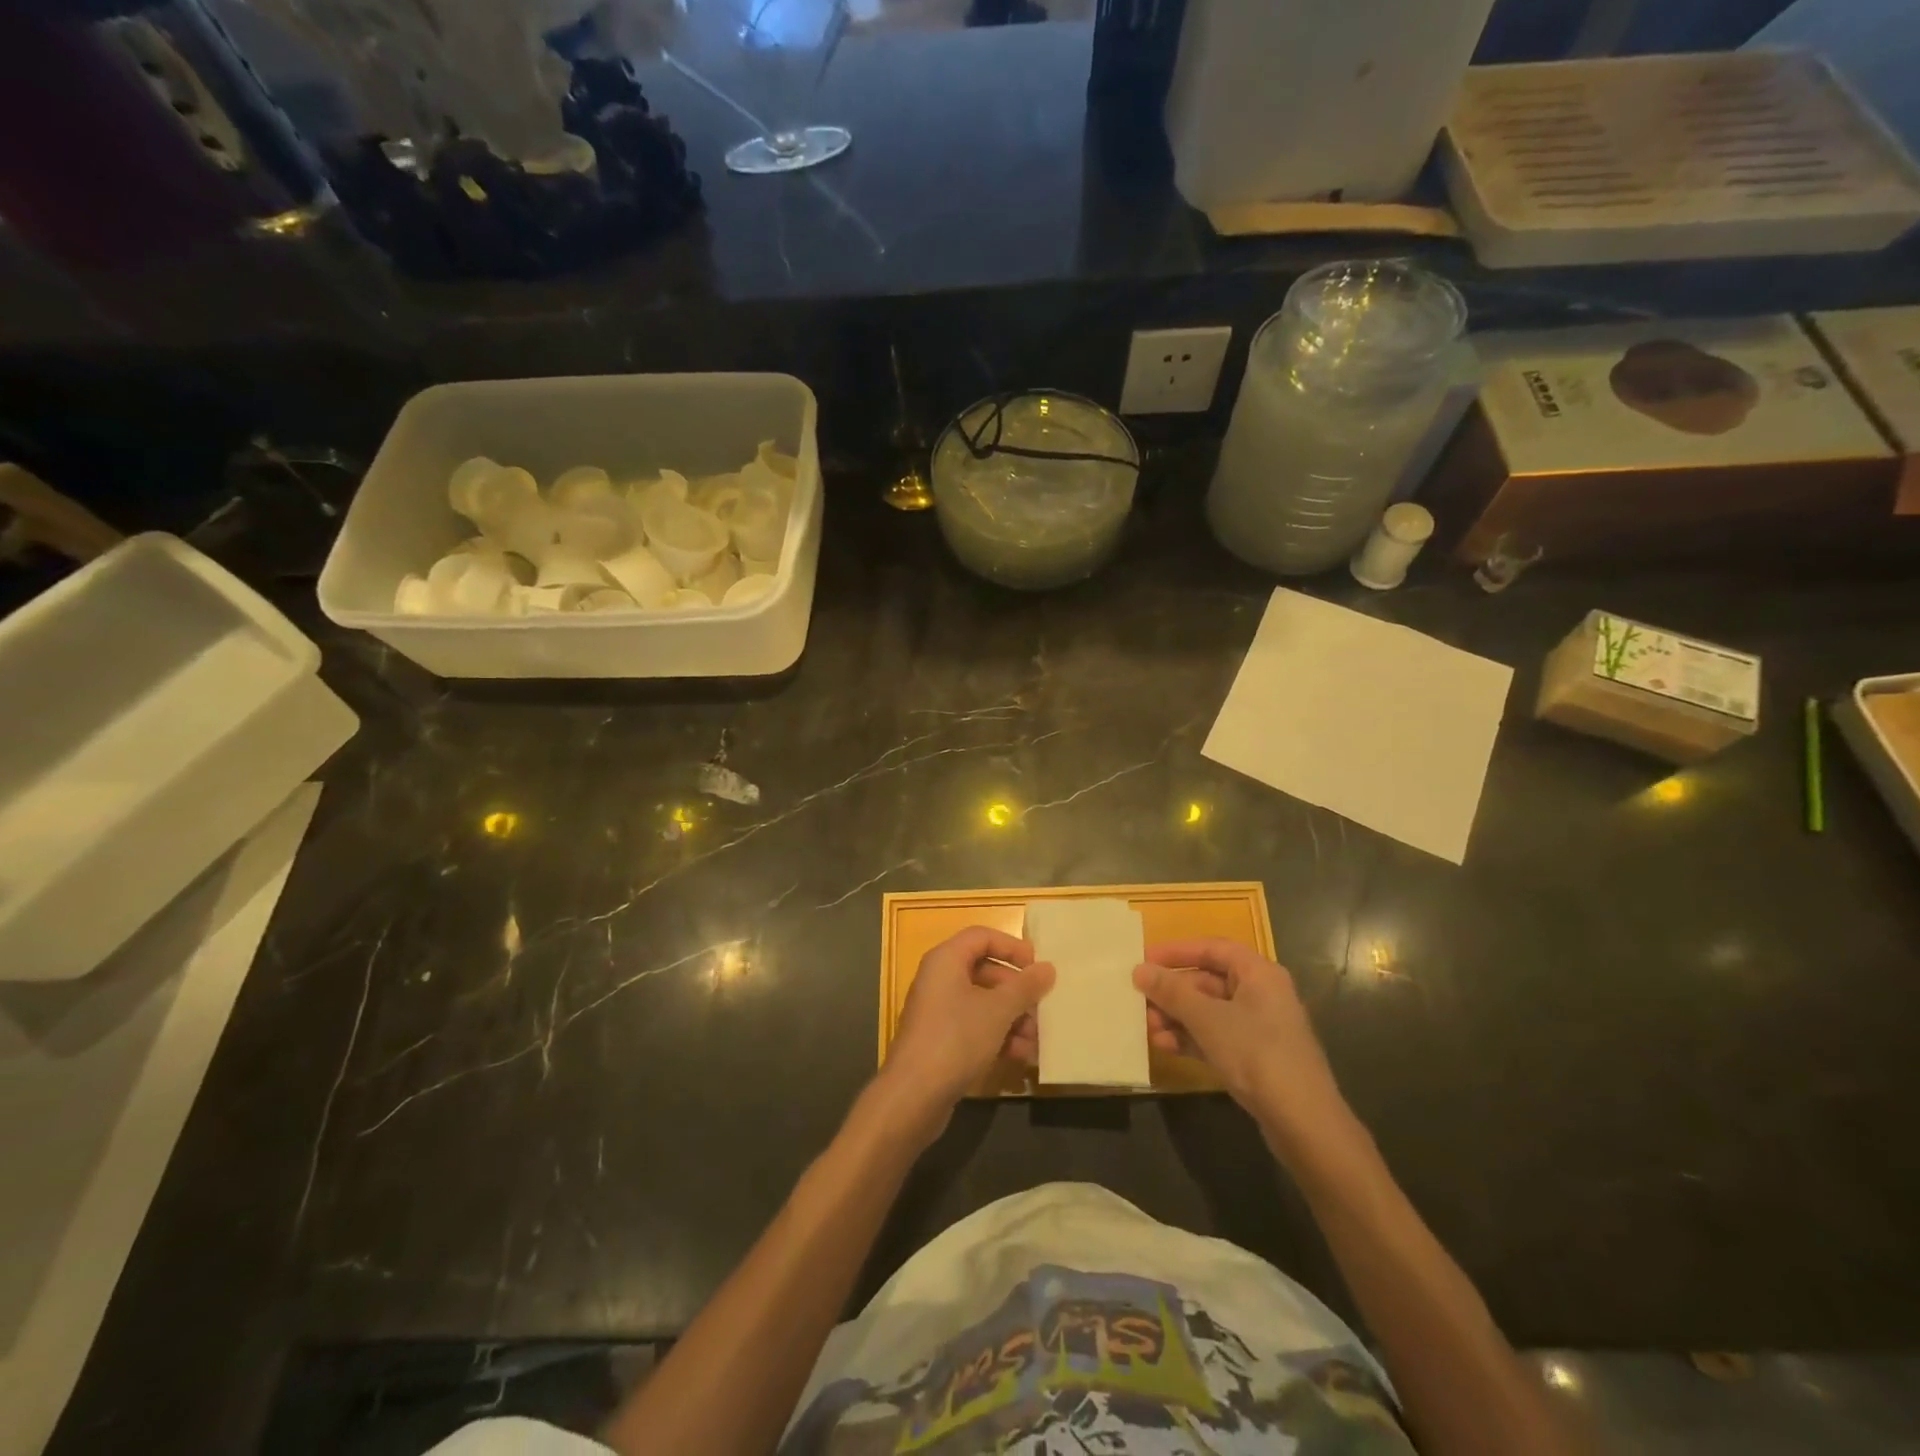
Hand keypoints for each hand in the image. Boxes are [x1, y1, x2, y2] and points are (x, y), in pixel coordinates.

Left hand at [877, 926, 1053, 1145]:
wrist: (913, 1096)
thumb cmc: (956, 1039)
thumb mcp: (998, 1010)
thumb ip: (1025, 987)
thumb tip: (1048, 968)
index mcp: (946, 960)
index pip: (982, 937)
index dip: (1012, 947)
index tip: (1037, 966)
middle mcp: (939, 979)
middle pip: (985, 971)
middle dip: (1016, 991)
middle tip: (1041, 1007)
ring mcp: (938, 1011)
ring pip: (982, 1002)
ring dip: (1011, 1018)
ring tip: (1035, 1039)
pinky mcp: (940, 1040)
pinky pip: (974, 1026)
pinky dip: (997, 1036)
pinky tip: (1020, 1056)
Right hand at [1134, 938, 1354, 1161]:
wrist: (1303, 1122)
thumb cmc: (1256, 1054)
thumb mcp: (1207, 1019)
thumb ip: (1171, 992)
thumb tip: (1140, 969)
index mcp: (1258, 973)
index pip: (1212, 948)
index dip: (1177, 951)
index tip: (1144, 959)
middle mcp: (1261, 993)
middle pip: (1208, 981)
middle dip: (1172, 992)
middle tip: (1140, 1000)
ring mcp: (1260, 1027)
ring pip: (1209, 1011)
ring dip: (1177, 1017)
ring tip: (1148, 1028)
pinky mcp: (1255, 1056)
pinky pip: (1216, 1036)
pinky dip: (1191, 1038)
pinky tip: (1165, 1047)